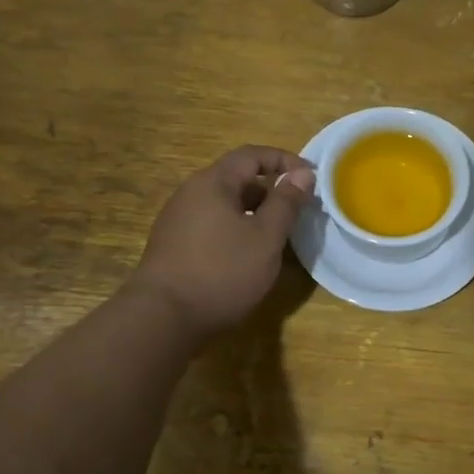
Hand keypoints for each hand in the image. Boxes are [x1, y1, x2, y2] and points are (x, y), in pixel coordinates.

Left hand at [129, 146, 315, 339]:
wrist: (163, 318)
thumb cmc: (222, 272)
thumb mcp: (266, 237)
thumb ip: (286, 203)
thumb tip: (302, 174)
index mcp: (213, 182)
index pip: (252, 155)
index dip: (284, 160)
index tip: (311, 178)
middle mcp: (190, 193)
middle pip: (236, 178)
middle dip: (270, 188)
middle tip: (296, 209)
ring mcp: (177, 219)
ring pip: (224, 203)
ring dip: (253, 211)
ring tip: (275, 234)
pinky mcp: (173, 245)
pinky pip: (211, 223)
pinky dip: (235, 228)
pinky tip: (246, 254)